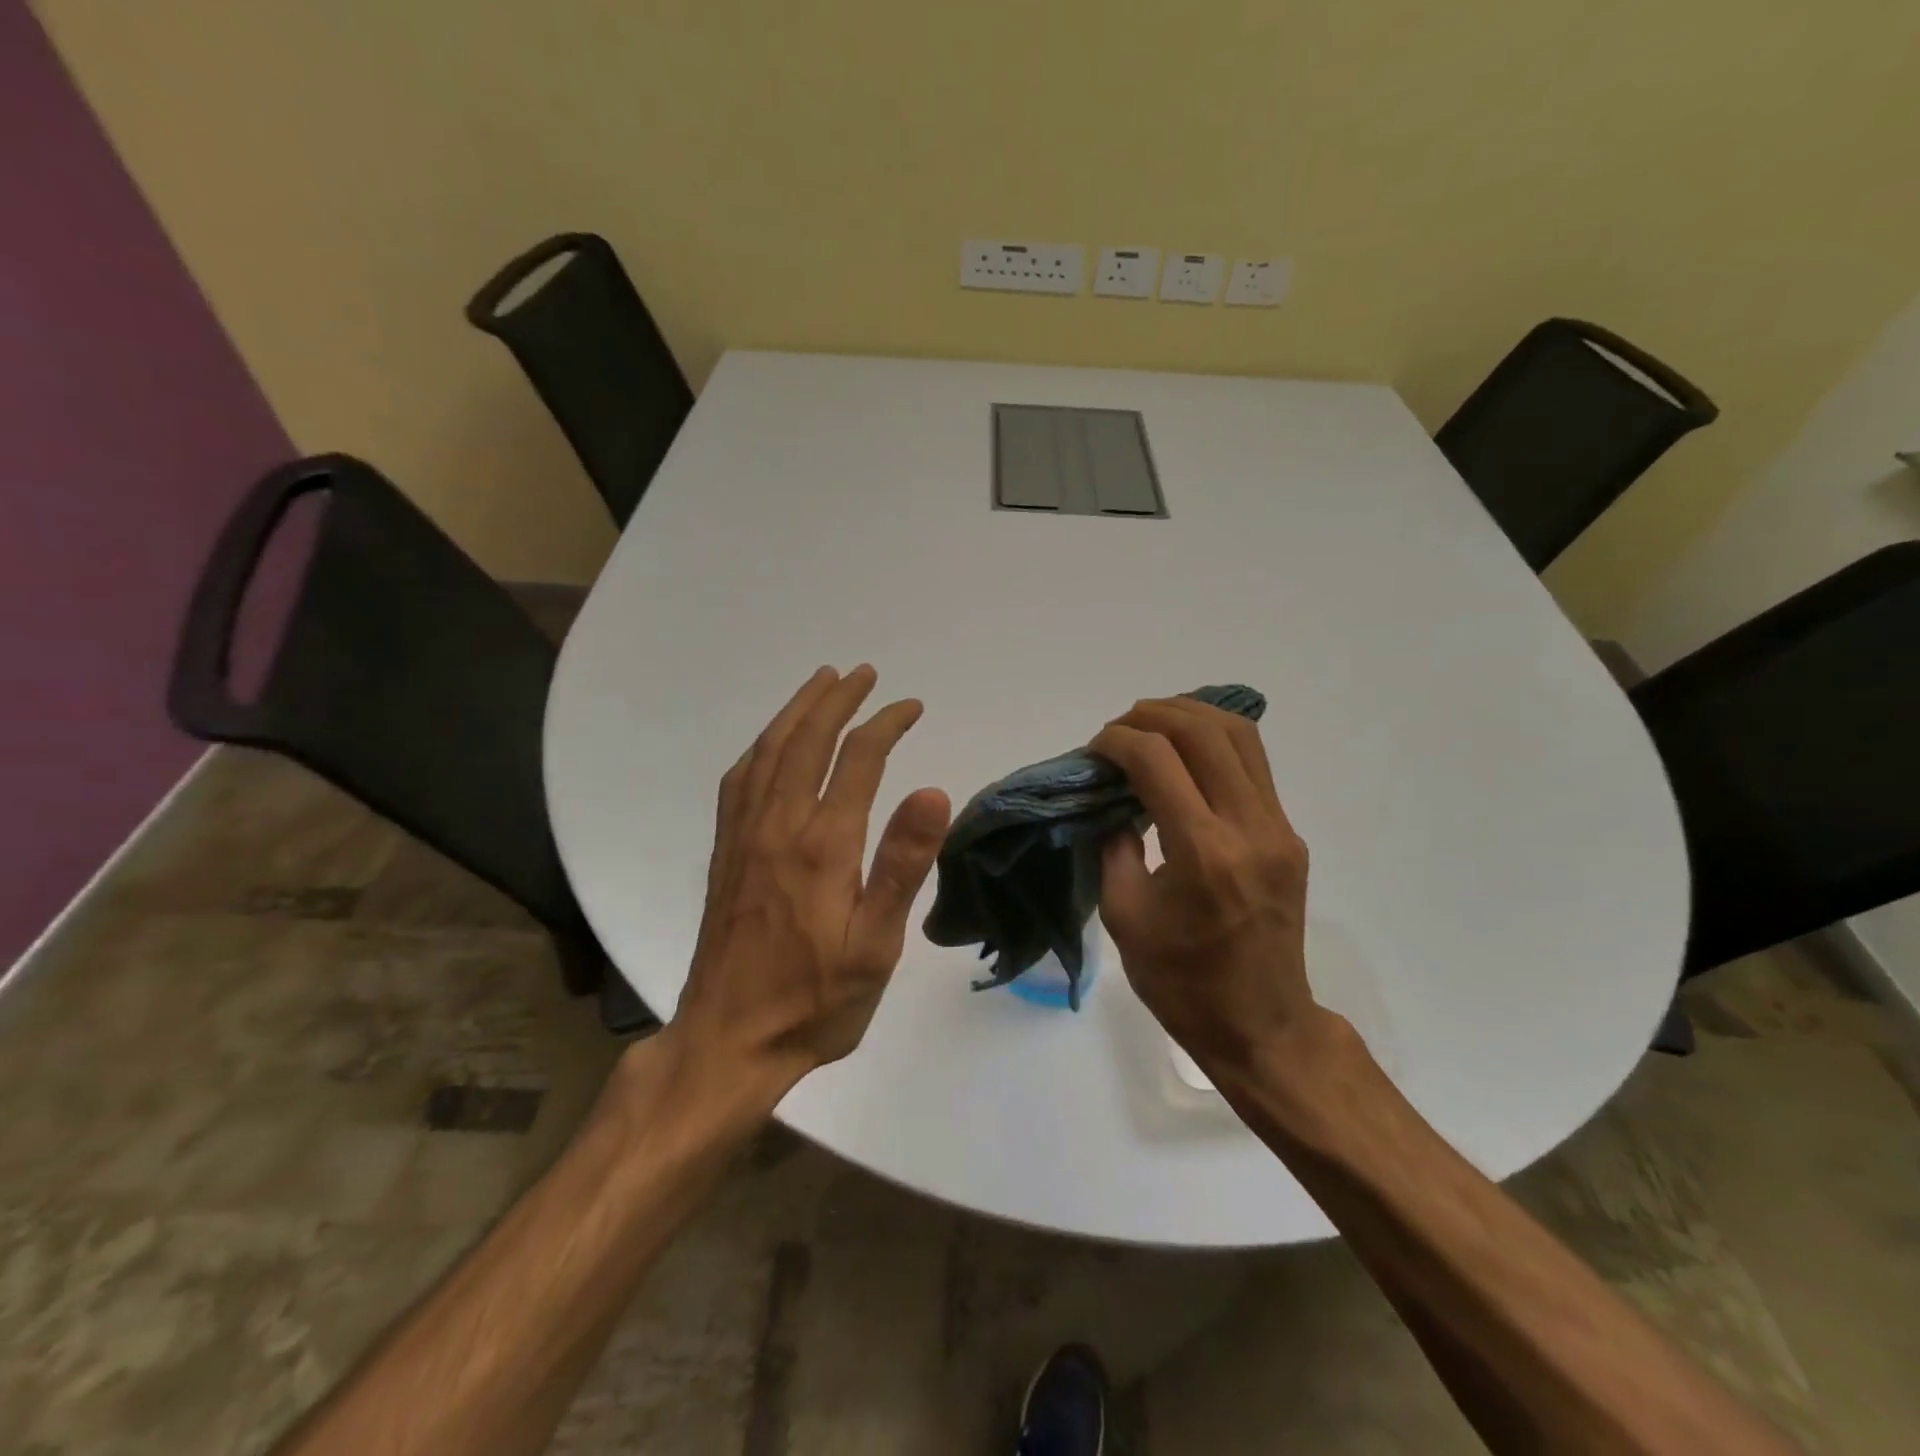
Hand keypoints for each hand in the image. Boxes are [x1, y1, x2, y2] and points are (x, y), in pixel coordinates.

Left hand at [666, 666, 951, 1097]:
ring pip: (769, 751)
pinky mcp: (726, 852)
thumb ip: (902, 864)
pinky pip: (740, 779)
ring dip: (797, 711)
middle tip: (863, 673)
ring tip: (820, 683)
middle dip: (838, 699)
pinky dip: (762, 745)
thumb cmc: (816, 1000)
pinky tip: (771, 743)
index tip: (910, 707)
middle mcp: (778, 826)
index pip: (858, 759)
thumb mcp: (876, 945)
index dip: (886, 723)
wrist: (728, 1041)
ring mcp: (744, 836)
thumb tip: (933, 790)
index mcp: (822, 844)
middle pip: (807, 740)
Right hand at [1091, 697, 1321, 1082]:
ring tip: (1152, 724)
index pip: (1158, 760)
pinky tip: (1186, 750)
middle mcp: (1249, 828)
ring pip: (1240, 737)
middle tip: (1119, 728)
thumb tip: (1112, 802)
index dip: (1118, 741)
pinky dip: (1216, 741)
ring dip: (1191, 716)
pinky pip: (1254, 765)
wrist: (1261, 1026)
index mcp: (1203, 853)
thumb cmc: (1181, 982)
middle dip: (1153, 715)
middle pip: (1204, 733)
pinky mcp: (1289, 836)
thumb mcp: (1125, 916)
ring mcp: (1278, 829)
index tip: (1094, 750)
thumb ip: (1114, 847)